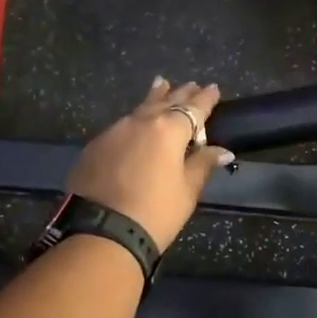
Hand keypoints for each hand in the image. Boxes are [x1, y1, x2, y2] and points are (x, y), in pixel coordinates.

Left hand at [66, 78, 234, 249]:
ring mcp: (113, 132)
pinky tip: (134, 125)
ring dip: (154, 99)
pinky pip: (120, 127)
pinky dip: (133, 122)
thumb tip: (222, 150)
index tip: (213, 88)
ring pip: (139, 109)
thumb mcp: (187, 191)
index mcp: (169, 130)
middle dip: (180, 94)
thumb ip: (203, 164)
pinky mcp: (94, 146)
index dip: (205, 99)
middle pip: (165, 102)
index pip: (193, 108)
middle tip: (190, 85)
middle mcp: (140, 122)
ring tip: (161, 86)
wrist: (101, 232)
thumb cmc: (155, 213)